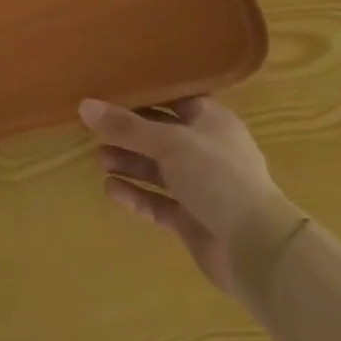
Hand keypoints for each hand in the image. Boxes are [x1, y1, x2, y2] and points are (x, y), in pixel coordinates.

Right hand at [81, 96, 292, 296]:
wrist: (256, 248)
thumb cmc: (217, 177)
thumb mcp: (169, 143)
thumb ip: (126, 126)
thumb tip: (84, 105)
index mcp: (212, 122)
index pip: (175, 100)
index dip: (145, 97)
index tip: (111, 93)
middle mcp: (207, 151)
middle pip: (161, 136)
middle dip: (130, 134)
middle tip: (95, 131)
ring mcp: (201, 187)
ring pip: (158, 170)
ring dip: (130, 163)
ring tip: (98, 159)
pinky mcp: (193, 219)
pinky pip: (159, 202)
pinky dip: (137, 195)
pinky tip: (111, 189)